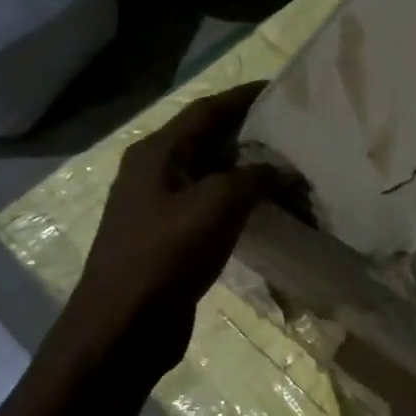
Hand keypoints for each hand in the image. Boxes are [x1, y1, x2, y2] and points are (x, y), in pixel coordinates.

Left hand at [55, 82, 281, 373]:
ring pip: (209, 175)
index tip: (281, 90)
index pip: (206, 110)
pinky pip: (208, 206)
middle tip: (292, 132)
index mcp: (157, 153)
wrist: (123, 325)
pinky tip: (263, 210)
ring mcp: (157, 207)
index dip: (243, 97)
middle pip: (206, 139)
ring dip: (245, 170)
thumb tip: (283, 170)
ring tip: (286, 169)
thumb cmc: (166, 255)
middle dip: (248, 133)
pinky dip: (237, 202)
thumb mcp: (217, 205)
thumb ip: (254, 178)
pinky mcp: (167, 238)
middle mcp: (153, 172)